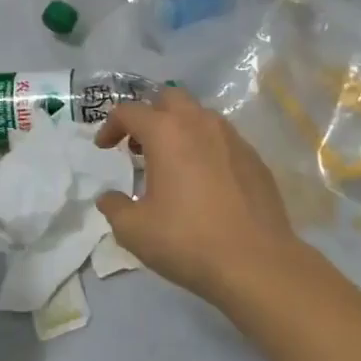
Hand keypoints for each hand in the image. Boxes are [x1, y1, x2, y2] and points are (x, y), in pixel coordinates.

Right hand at [93, 87, 304, 304]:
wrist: (256, 262)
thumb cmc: (187, 241)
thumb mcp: (134, 230)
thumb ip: (114, 208)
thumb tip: (109, 198)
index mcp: (167, 133)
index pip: (130, 111)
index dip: (110, 126)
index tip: (104, 148)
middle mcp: (201, 124)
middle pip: (169, 98)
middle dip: (149, 115)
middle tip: (138, 146)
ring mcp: (233, 138)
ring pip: (200, 116)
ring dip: (179, 129)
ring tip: (170, 163)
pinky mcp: (255, 159)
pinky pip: (223, 140)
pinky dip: (205, 148)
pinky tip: (203, 181)